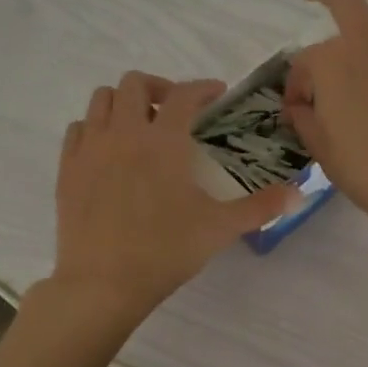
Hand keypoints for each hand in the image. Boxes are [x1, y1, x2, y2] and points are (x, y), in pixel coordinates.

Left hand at [51, 72, 298, 313]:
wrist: (103, 282)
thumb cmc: (165, 251)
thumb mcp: (220, 228)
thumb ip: (261, 206)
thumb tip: (300, 194)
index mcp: (164, 141)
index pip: (184, 95)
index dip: (203, 87)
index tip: (216, 93)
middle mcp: (124, 133)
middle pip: (135, 83)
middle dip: (159, 88)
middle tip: (175, 111)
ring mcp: (91, 148)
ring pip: (102, 99)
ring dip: (124, 103)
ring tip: (140, 127)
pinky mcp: (67, 168)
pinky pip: (78, 128)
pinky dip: (96, 128)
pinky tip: (109, 150)